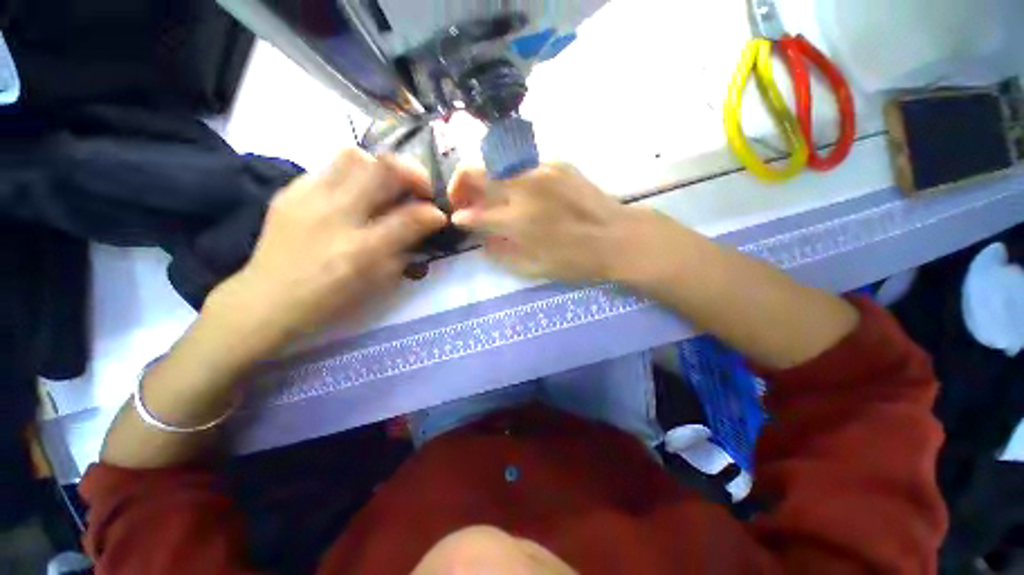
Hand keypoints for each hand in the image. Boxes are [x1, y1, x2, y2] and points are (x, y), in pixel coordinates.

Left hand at [207, 149, 446, 357]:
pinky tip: (354, 193)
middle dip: (414, 174)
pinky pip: (328, 166)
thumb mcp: (378, 282)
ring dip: (380, 168)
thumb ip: (406, 249)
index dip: (433, 212)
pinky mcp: (290, 192)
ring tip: (386, 186)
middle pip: (383, 169)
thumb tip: (427, 223)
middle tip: (419, 190)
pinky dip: (352, 174)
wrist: (267, 300)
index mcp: (362, 250)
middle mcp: (336, 216)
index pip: (411, 217)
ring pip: (354, 155)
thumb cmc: (331, 300)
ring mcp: (308, 198)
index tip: (438, 215)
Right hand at [448, 163, 649, 282]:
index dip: (461, 217)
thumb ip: (501, 252)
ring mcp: (540, 170)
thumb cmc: (575, 260)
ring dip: (486, 179)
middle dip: (460, 186)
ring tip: (491, 196)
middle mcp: (523, 188)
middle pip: (475, 173)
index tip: (458, 220)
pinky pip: (523, 166)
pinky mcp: (557, 163)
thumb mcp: (533, 268)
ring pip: (497, 164)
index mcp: (516, 220)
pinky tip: (522, 192)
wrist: (617, 237)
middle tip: (463, 201)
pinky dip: (513, 178)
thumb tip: (482, 240)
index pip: (474, 213)